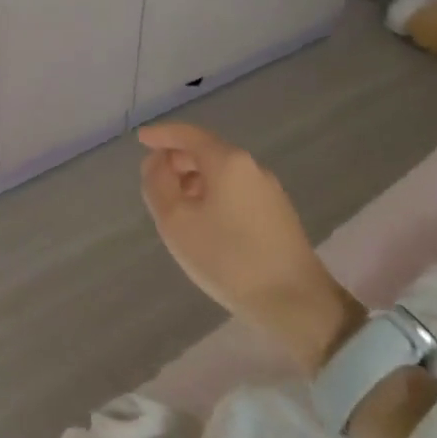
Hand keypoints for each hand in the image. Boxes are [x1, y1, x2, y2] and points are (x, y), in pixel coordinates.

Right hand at [137, 122, 362, 372]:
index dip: (162, 134)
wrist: (295, 302)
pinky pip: (236, 191)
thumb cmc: (227, 258)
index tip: (141, 140)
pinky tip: (204, 222)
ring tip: (175, 205)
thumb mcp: (176, 221)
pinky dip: (213, 195)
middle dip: (177, 160)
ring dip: (194, 180)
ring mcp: (270, 192)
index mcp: (228, 162)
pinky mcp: (278, 215)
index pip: (189, 135)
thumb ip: (158, 184)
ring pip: (223, 174)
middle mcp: (252, 168)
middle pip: (208, 152)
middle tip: (154, 178)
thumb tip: (156, 162)